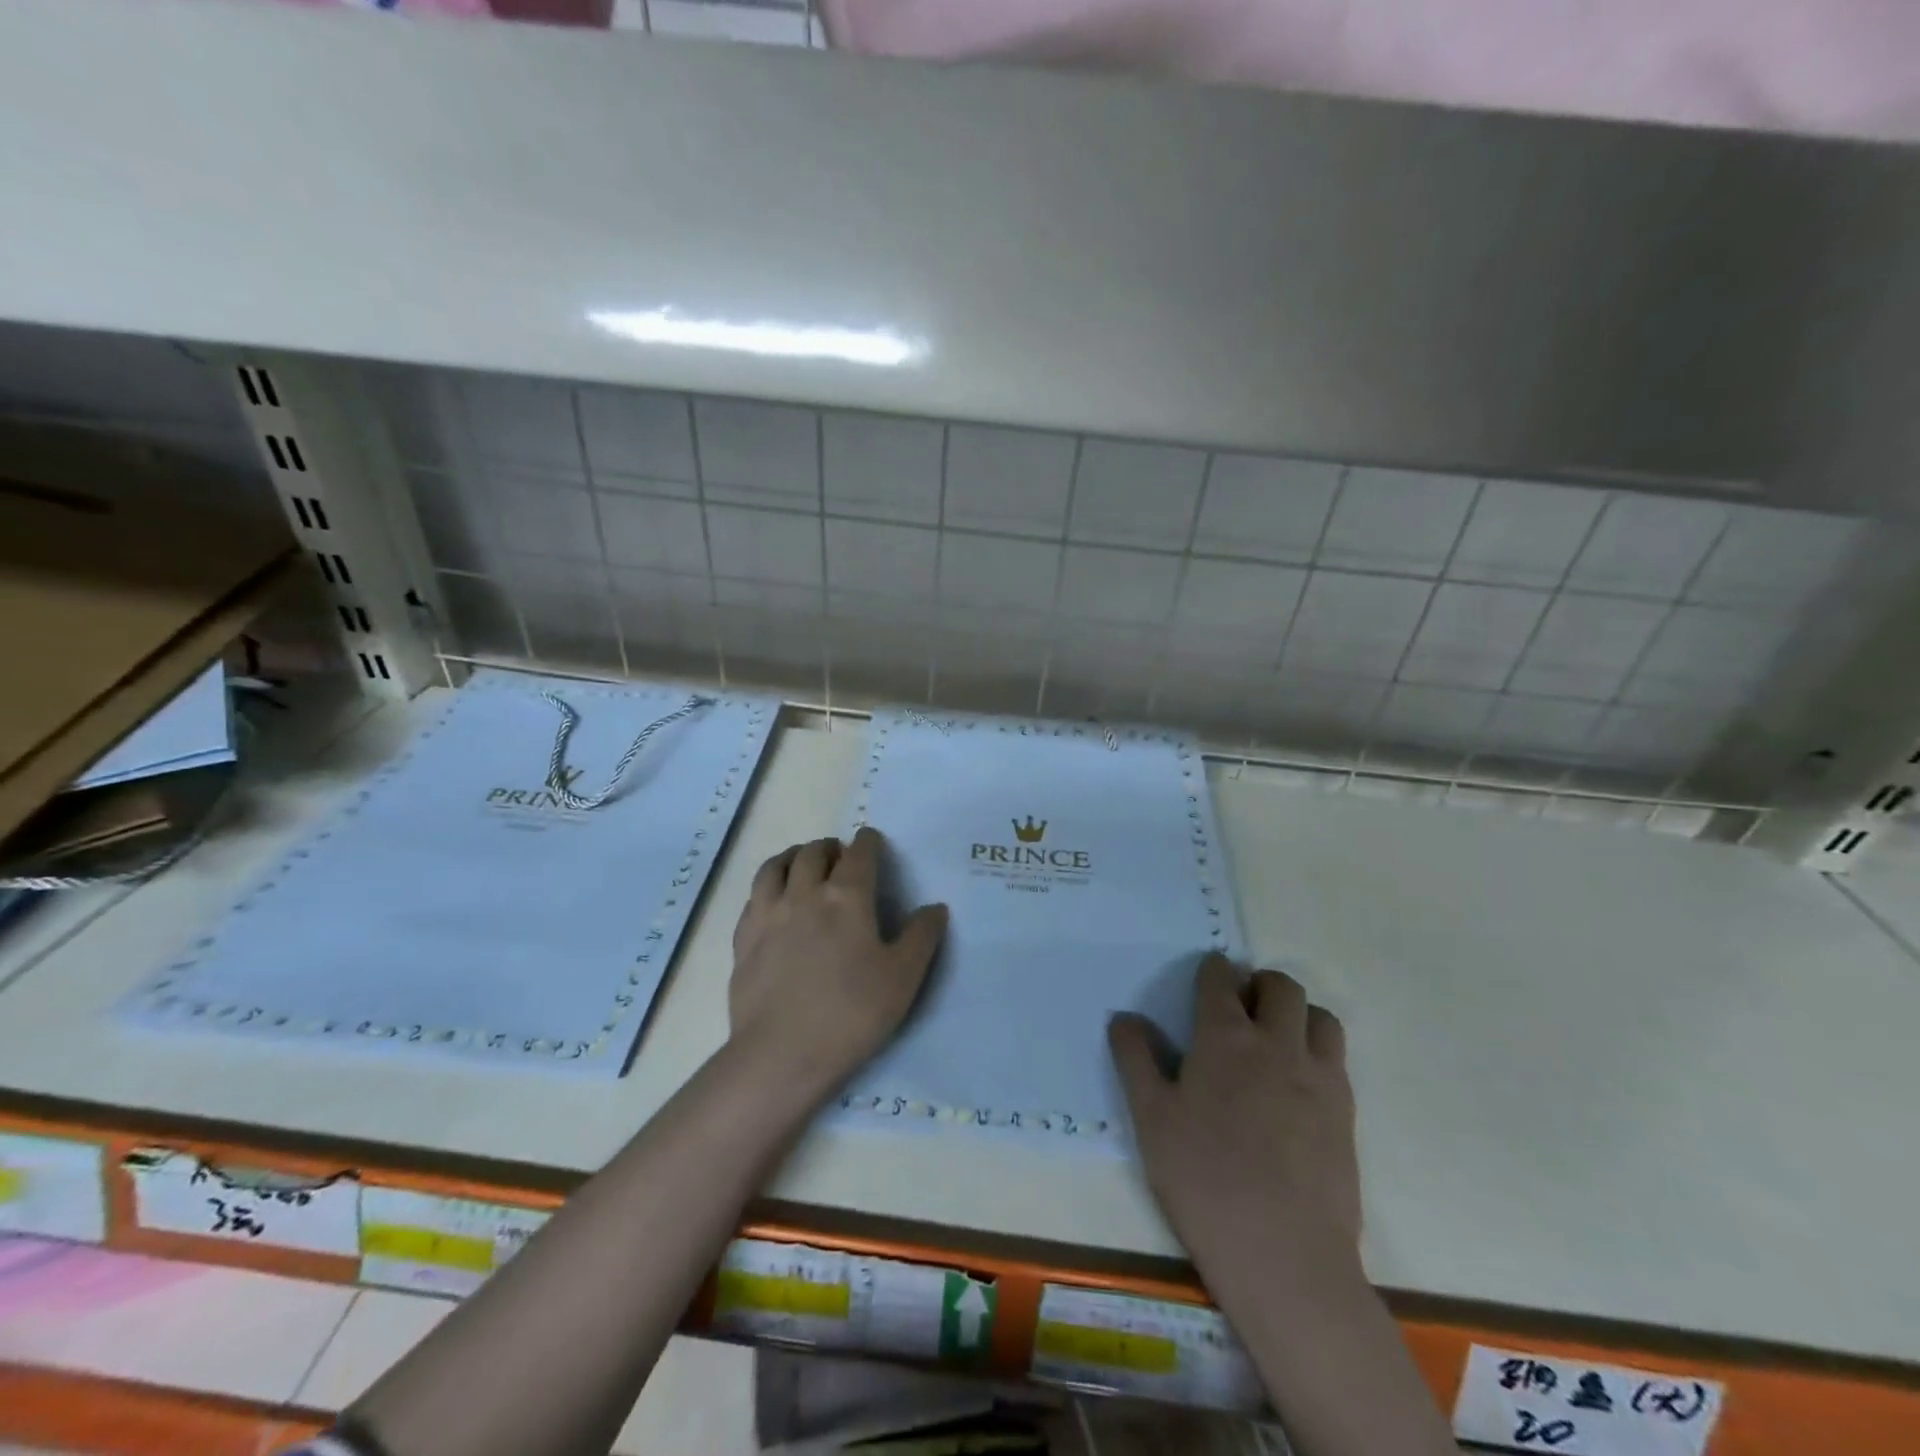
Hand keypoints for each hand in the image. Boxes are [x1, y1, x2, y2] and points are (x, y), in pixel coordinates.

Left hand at [729, 828, 948, 1096]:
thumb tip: (935, 908)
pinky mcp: (743, 938)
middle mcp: (804, 893)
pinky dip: (768, 885)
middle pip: (814, 853)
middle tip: (840, 855)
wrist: (781, 1054)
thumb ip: (921, 937)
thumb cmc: (851, 1013)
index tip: (873, 840)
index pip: (860, 853)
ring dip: (794, 856)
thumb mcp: (903, 978)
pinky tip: (773, 900)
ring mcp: (768, 914)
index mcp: (847, 897)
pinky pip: (754, 896)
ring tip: (803, 863)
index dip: (869, 842)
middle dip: (830, 847)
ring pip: (776, 866)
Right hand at [1109, 954, 1359, 1288]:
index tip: (1205, 978)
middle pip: (1280, 986)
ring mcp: (1318, 1076)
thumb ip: (1135, 1059)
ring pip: (1319, 1016)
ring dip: (1297, 1014)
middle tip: (1240, 1008)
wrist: (1283, 1255)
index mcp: (1225, 1038)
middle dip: (1258, 983)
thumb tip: (1124, 1018)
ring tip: (1275, 1040)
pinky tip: (1297, 1084)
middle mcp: (1277, 1043)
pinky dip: (1317, 1051)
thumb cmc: (1203, 1180)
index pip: (1220, 979)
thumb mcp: (1150, 1119)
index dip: (1211, 971)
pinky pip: (1337, 1058)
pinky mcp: (1346, 1112)